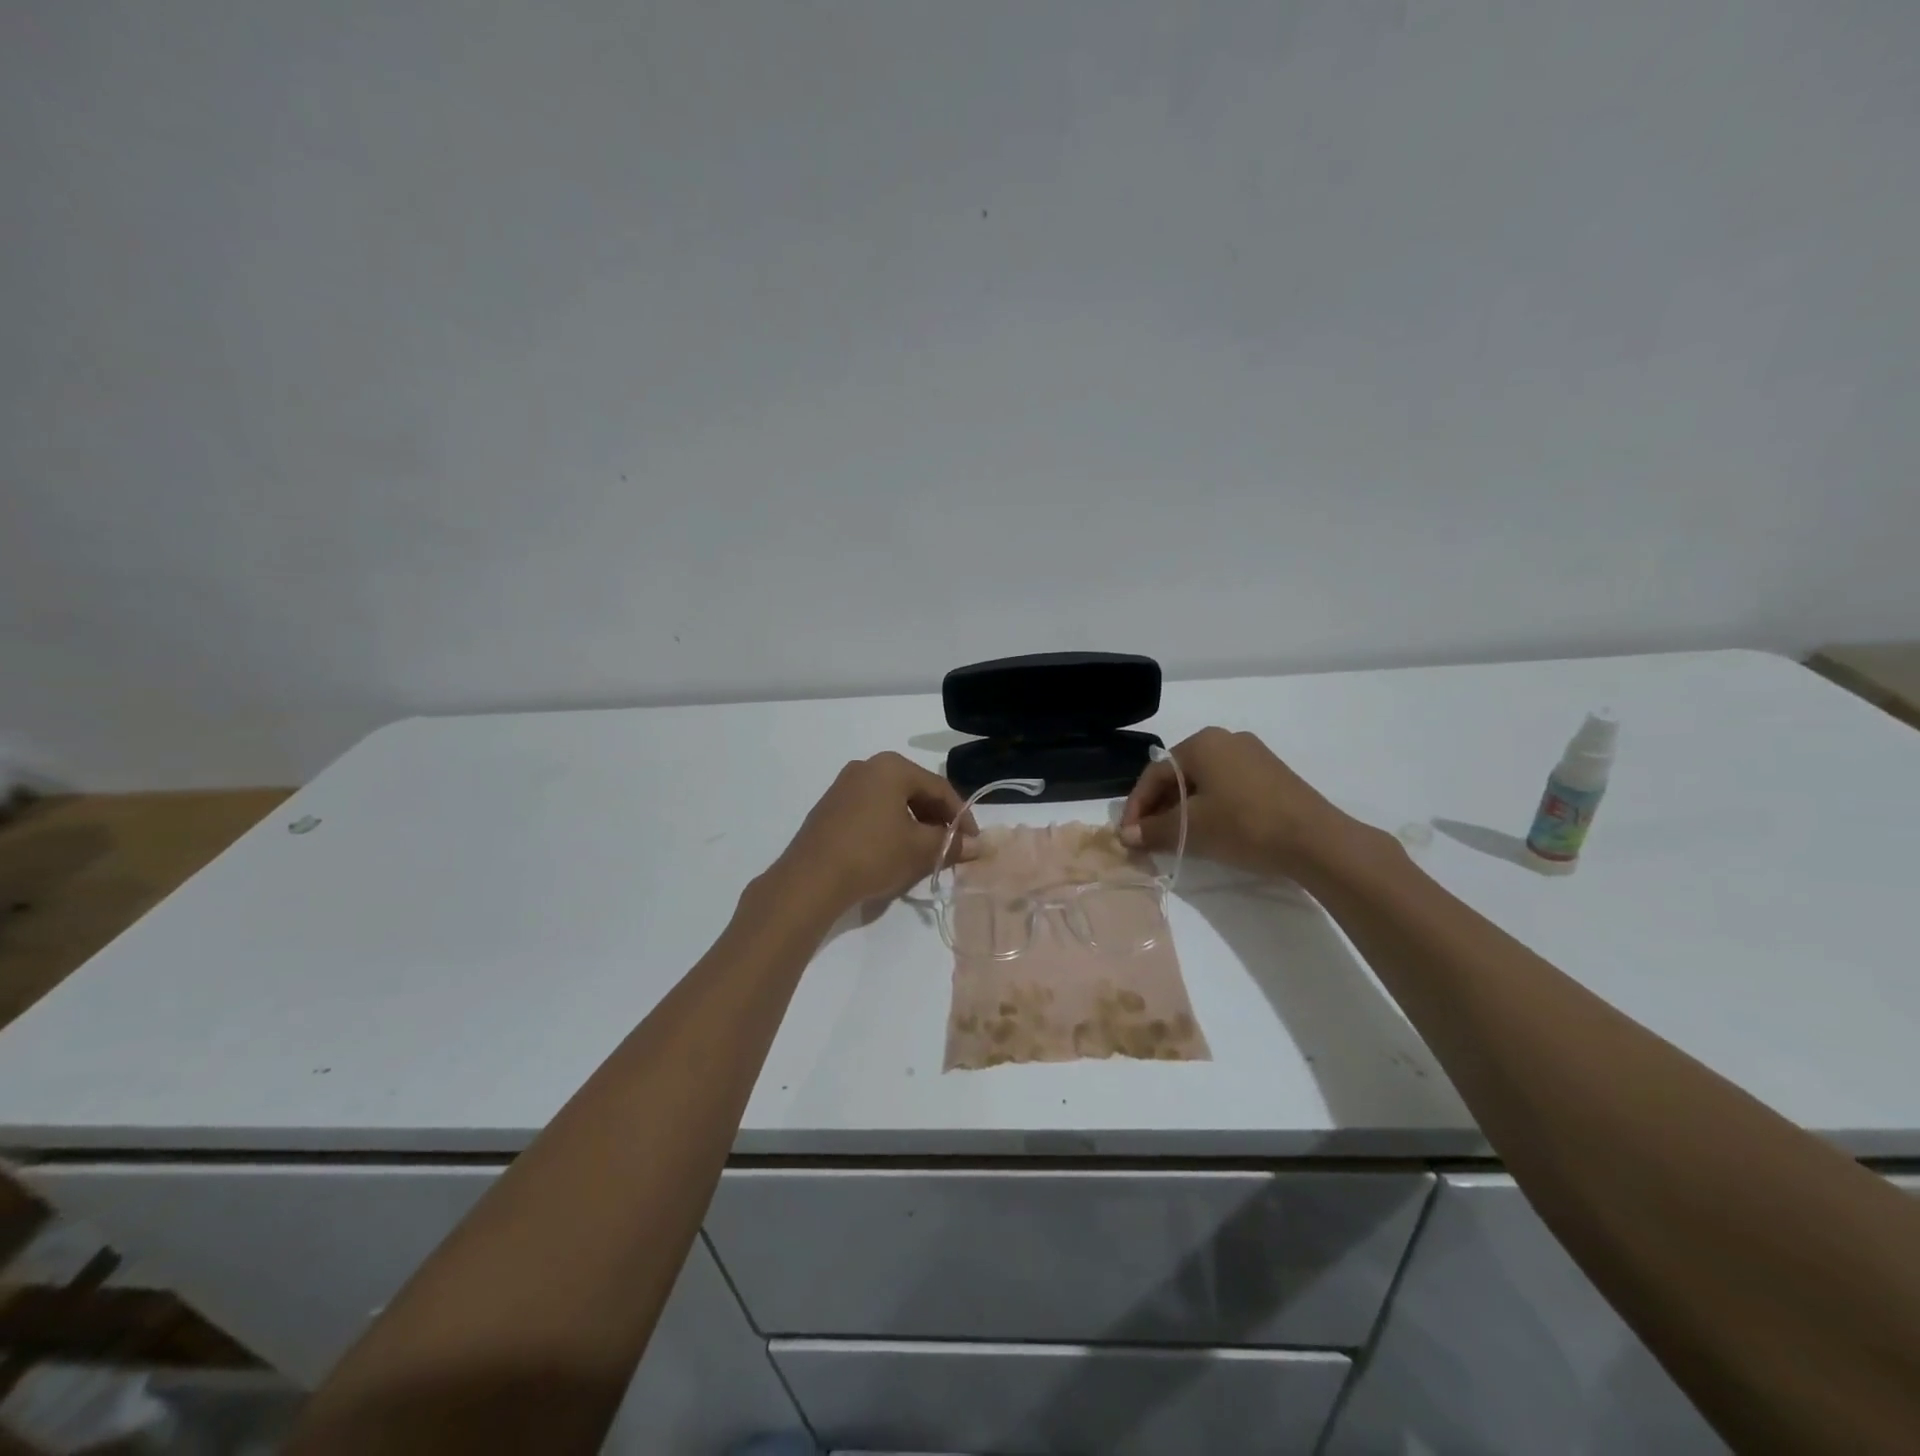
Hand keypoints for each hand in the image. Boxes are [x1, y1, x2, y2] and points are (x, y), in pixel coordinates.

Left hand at [772, 752, 977, 915]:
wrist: (810, 879)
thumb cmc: (873, 854)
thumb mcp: (919, 850)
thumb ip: (951, 843)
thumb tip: (978, 846)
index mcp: (892, 767)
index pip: (939, 787)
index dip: (961, 815)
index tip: (973, 841)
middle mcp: (867, 766)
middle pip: (915, 790)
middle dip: (936, 819)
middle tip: (950, 846)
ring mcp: (844, 785)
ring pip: (892, 801)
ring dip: (914, 823)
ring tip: (925, 851)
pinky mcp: (830, 807)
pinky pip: (871, 810)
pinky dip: (890, 826)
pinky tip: (894, 850)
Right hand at [1119, 727, 1354, 879]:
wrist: (1316, 841)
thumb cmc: (1245, 825)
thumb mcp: (1191, 829)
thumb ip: (1153, 830)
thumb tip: (1125, 836)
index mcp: (1202, 743)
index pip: (1154, 774)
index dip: (1136, 806)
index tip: (1128, 836)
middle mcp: (1226, 739)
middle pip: (1178, 775)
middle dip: (1159, 808)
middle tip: (1149, 838)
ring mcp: (1253, 755)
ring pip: (1203, 782)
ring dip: (1183, 809)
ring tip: (1175, 838)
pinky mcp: (1271, 774)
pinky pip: (1226, 787)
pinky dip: (1210, 807)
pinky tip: (1209, 831)